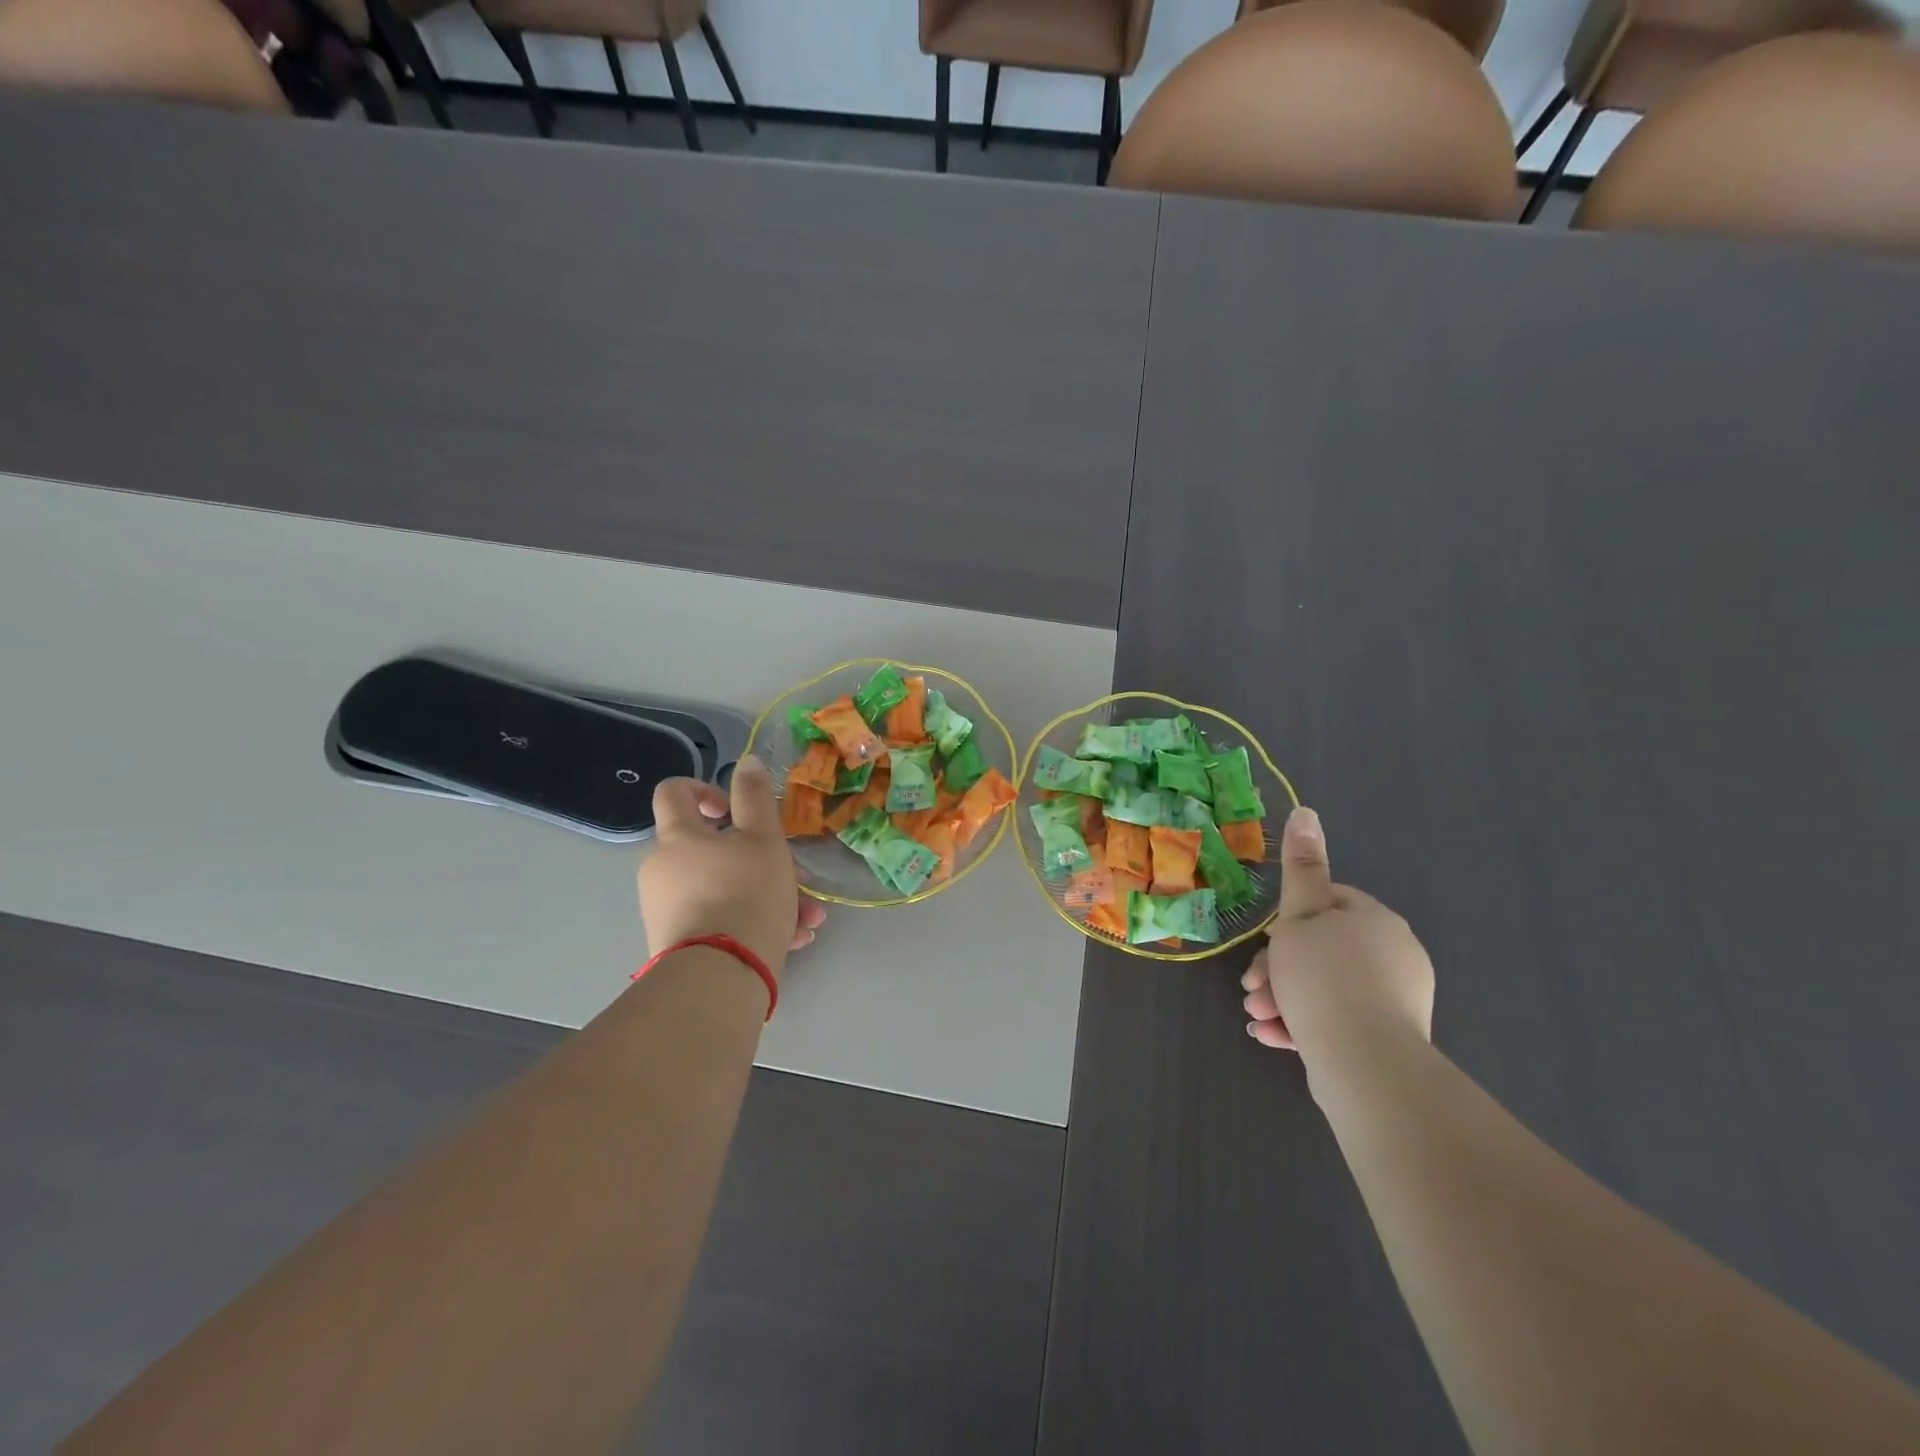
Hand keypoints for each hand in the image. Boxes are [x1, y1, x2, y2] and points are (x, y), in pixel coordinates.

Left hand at [638, 755, 825, 978]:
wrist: (719, 976)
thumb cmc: (745, 893)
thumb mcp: (763, 838)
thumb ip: (755, 797)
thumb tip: (746, 761)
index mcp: (678, 837)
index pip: (673, 791)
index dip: (704, 788)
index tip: (733, 809)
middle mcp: (663, 869)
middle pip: (711, 848)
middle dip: (758, 858)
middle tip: (791, 874)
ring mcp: (668, 909)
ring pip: (725, 887)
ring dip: (766, 895)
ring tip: (806, 918)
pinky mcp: (679, 945)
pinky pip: (720, 920)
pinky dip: (752, 922)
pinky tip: (792, 938)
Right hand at [1240, 806, 1433, 1073]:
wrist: (1365, 1063)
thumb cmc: (1323, 977)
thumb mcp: (1300, 915)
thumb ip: (1301, 866)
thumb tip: (1306, 811)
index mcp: (1376, 920)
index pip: (1327, 902)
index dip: (1288, 921)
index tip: (1265, 943)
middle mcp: (1394, 955)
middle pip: (1321, 948)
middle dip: (1278, 967)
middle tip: (1252, 988)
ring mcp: (1395, 999)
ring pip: (1324, 987)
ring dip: (1283, 996)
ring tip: (1258, 1015)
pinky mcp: (1389, 1038)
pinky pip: (1337, 1019)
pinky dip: (1304, 1023)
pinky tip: (1275, 1036)